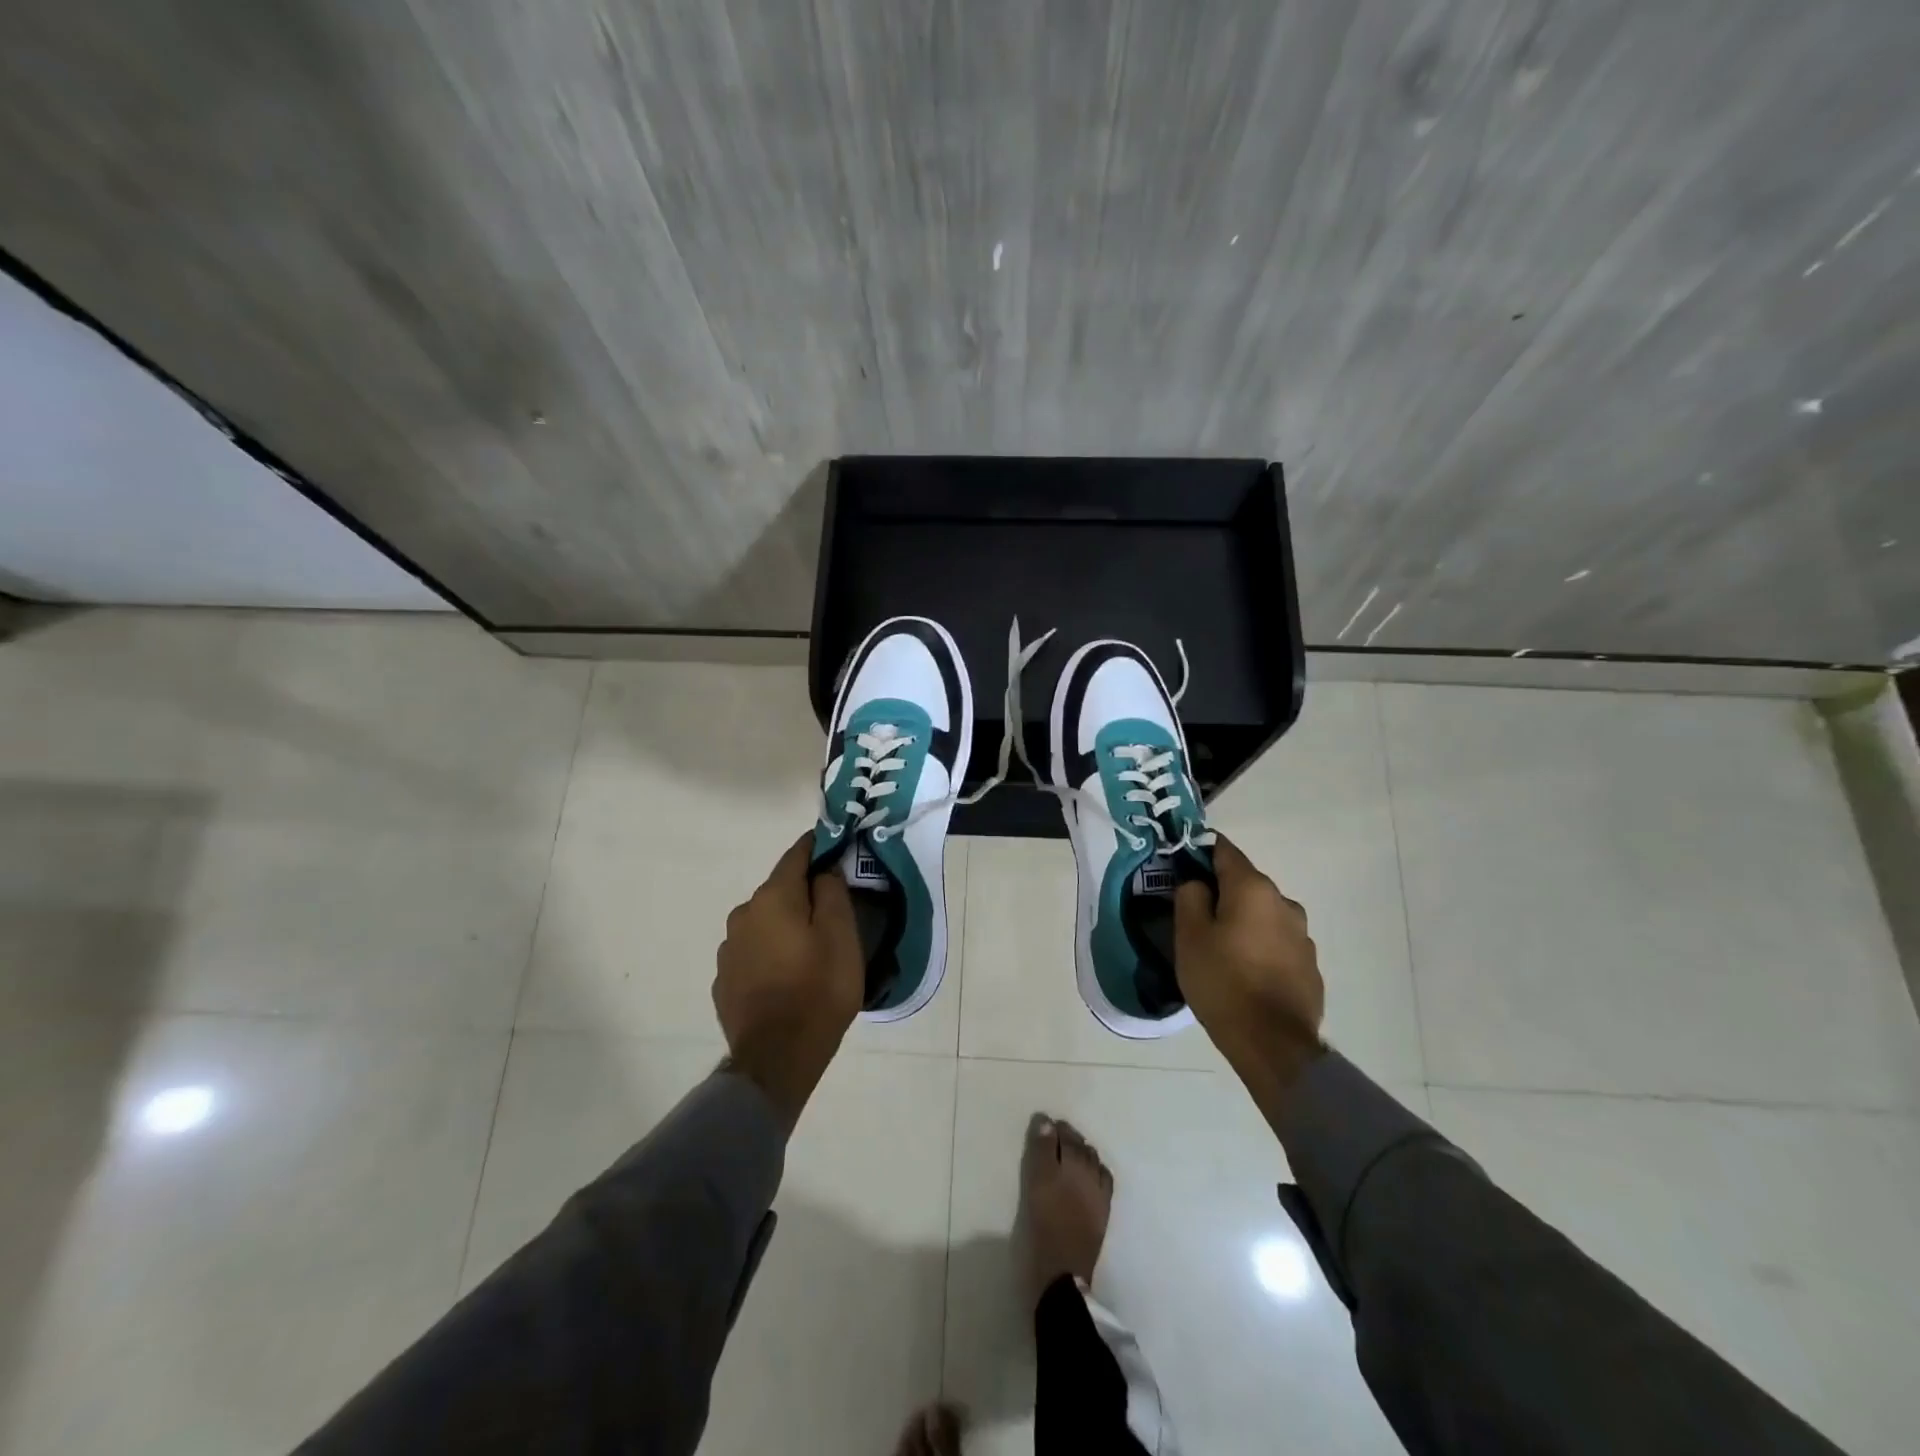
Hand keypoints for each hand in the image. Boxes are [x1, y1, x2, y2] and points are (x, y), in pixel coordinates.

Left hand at [713, 835, 864, 1127]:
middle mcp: (743, 914)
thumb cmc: (819, 990)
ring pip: (764, 923)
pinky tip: (786, 976)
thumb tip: (823, 870)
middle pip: (779, 891)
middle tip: (833, 911)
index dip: (818, 847)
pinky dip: (770, 953)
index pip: (796, 855)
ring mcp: (728, 949)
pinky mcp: (724, 980)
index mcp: (773, 898)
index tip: (836, 846)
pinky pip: (753, 952)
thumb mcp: (842, 936)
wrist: (777, 1058)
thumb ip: (832, 892)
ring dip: (785, 926)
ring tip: (809, 950)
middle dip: (804, 893)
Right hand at [1175, 835, 1324, 1093]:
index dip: (1199, 851)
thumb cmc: (1223, 981)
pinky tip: (1244, 972)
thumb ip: (1189, 896)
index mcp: (1253, 888)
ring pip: (1262, 914)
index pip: (1224, 850)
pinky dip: (1259, 946)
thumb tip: (1198, 883)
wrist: (1273, 1044)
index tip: (1181, 865)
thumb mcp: (1189, 936)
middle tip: (1194, 915)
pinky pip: (1276, 942)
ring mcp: (1302, 935)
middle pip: (1245, 883)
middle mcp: (1284, 902)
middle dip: (1220, 892)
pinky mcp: (1309, 965)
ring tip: (1220, 949)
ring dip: (1242, 921)